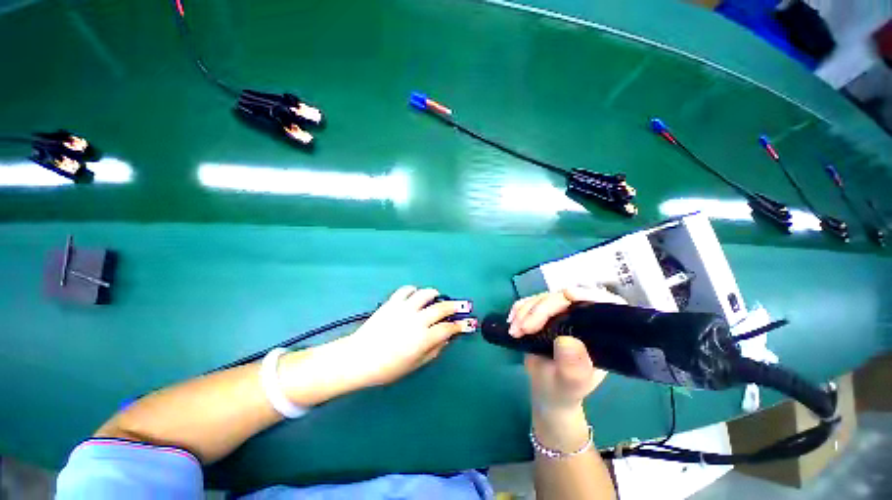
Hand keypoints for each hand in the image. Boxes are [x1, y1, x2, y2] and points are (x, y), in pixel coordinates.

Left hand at [330, 286, 475, 387]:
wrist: (359, 358)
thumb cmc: (387, 368)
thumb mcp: (414, 365)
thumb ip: (433, 351)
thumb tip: (445, 339)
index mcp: (424, 338)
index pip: (448, 328)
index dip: (459, 326)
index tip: (464, 324)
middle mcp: (417, 320)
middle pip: (441, 308)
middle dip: (453, 306)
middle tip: (458, 306)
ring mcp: (404, 309)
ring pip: (425, 294)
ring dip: (434, 294)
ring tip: (436, 296)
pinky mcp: (392, 303)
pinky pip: (406, 290)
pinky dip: (413, 290)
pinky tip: (415, 294)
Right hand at [508, 286, 625, 414]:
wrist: (546, 389)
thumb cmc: (563, 390)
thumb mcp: (570, 383)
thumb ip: (572, 367)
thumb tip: (567, 341)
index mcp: (600, 334)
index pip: (605, 305)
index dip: (589, 294)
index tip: (568, 295)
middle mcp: (583, 319)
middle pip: (565, 299)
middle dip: (541, 310)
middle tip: (523, 328)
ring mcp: (562, 314)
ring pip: (545, 298)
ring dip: (525, 310)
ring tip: (514, 331)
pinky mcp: (544, 313)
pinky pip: (531, 302)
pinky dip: (519, 309)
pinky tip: (511, 321)